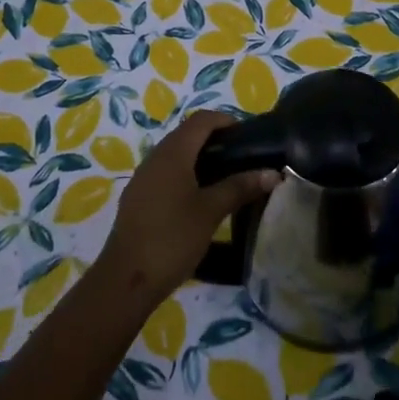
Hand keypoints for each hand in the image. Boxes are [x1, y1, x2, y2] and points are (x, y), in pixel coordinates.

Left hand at [95, 111, 278, 309]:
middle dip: (216, 140)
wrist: (126, 280)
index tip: (249, 137)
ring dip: (201, 158)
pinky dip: (186, 175)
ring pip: (176, 155)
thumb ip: (240, 187)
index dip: (226, 121)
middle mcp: (155, 157)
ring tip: (227, 179)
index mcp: (173, 153)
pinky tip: (200, 199)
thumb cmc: (172, 238)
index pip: (202, 120)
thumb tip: (272, 173)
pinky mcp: (138, 198)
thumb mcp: (211, 212)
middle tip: (243, 159)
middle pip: (187, 135)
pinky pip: (166, 173)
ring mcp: (143, 178)